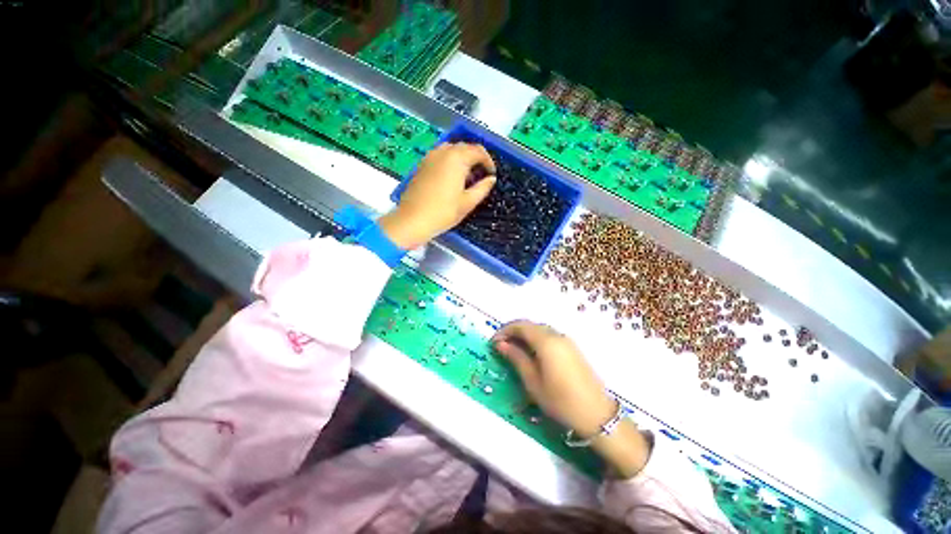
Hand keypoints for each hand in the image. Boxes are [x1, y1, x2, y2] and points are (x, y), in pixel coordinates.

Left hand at [378, 143, 495, 248]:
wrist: (412, 220)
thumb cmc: (443, 212)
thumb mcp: (468, 202)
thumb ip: (482, 188)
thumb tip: (491, 179)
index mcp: (457, 158)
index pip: (478, 151)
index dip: (488, 161)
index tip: (491, 174)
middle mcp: (443, 152)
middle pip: (464, 147)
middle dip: (475, 159)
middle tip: (480, 176)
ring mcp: (430, 157)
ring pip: (451, 150)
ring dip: (462, 159)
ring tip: (467, 177)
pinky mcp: (421, 165)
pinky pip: (440, 156)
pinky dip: (450, 162)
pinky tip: (451, 179)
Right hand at [492, 320, 615, 437]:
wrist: (597, 414)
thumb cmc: (560, 400)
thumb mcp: (533, 381)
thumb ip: (516, 358)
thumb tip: (501, 344)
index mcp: (546, 341)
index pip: (521, 325)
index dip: (505, 330)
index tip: (494, 342)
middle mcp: (557, 335)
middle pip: (530, 325)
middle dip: (514, 332)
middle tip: (502, 346)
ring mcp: (566, 340)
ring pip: (540, 330)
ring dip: (525, 335)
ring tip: (514, 350)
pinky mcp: (572, 348)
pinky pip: (549, 336)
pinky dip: (536, 340)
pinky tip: (532, 354)